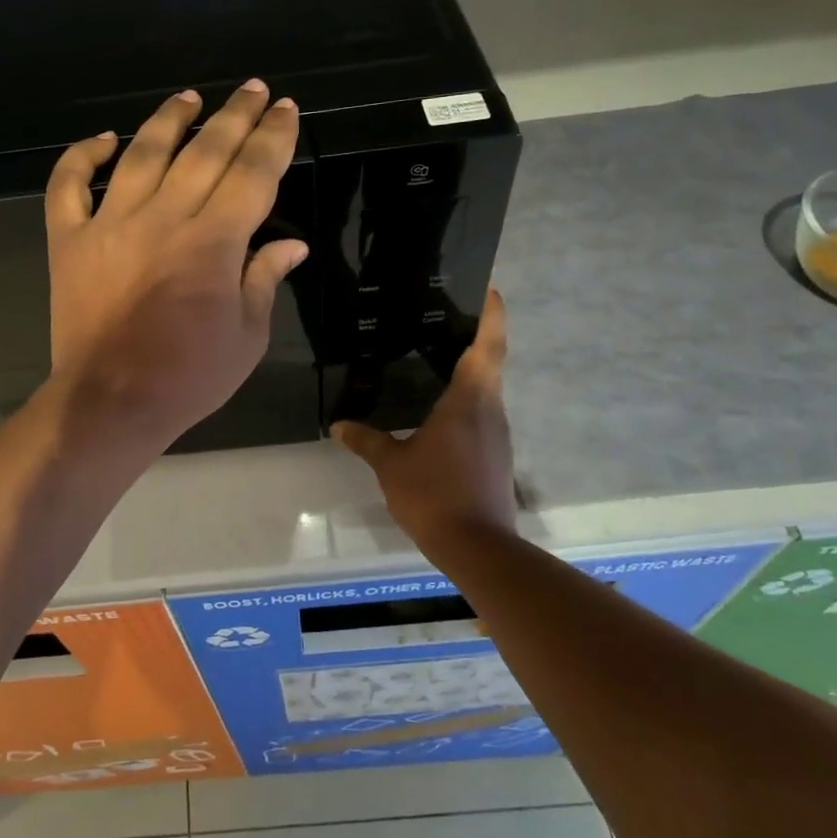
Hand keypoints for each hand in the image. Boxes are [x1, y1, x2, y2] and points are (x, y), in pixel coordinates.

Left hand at [45, 80, 307, 449]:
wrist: (110, 402)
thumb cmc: (188, 377)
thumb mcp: (246, 337)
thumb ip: (264, 279)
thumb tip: (293, 246)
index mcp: (213, 242)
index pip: (252, 173)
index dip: (273, 137)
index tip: (284, 109)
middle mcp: (163, 218)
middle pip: (205, 152)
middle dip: (234, 116)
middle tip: (252, 89)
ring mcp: (110, 225)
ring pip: (141, 154)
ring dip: (168, 121)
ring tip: (188, 98)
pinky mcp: (69, 241)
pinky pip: (68, 187)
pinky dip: (81, 158)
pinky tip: (103, 140)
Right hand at [333, 289, 521, 558]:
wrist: (478, 548)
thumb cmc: (435, 494)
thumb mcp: (391, 465)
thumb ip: (366, 441)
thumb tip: (339, 425)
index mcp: (469, 400)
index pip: (487, 346)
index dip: (492, 315)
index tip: (490, 289)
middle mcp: (490, 410)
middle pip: (490, 363)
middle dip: (477, 337)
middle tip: (447, 317)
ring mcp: (497, 435)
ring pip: (487, 390)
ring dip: (472, 369)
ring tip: (438, 356)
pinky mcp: (496, 456)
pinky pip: (482, 414)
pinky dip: (467, 399)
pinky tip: (440, 407)